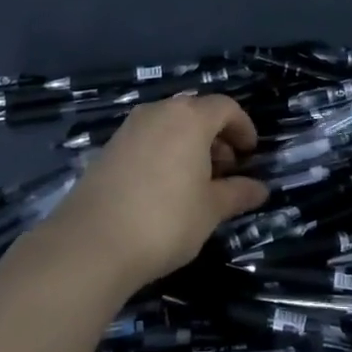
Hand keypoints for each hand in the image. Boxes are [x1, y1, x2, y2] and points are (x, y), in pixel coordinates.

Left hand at [40, 95, 268, 293]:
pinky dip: (165, 152)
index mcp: (189, 118)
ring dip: (189, 145)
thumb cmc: (165, 220)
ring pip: (170, 125)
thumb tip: (261, 188)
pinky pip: (148, 139)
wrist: (91, 243)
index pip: (225, 107)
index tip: (250, 153)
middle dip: (216, 136)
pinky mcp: (109, 148)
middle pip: (196, 112)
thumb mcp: (210, 210)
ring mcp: (129, 128)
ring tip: (197, 182)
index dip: (243, 127)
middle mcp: (159, 112)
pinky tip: (165, 188)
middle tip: (226, 170)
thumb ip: (237, 194)